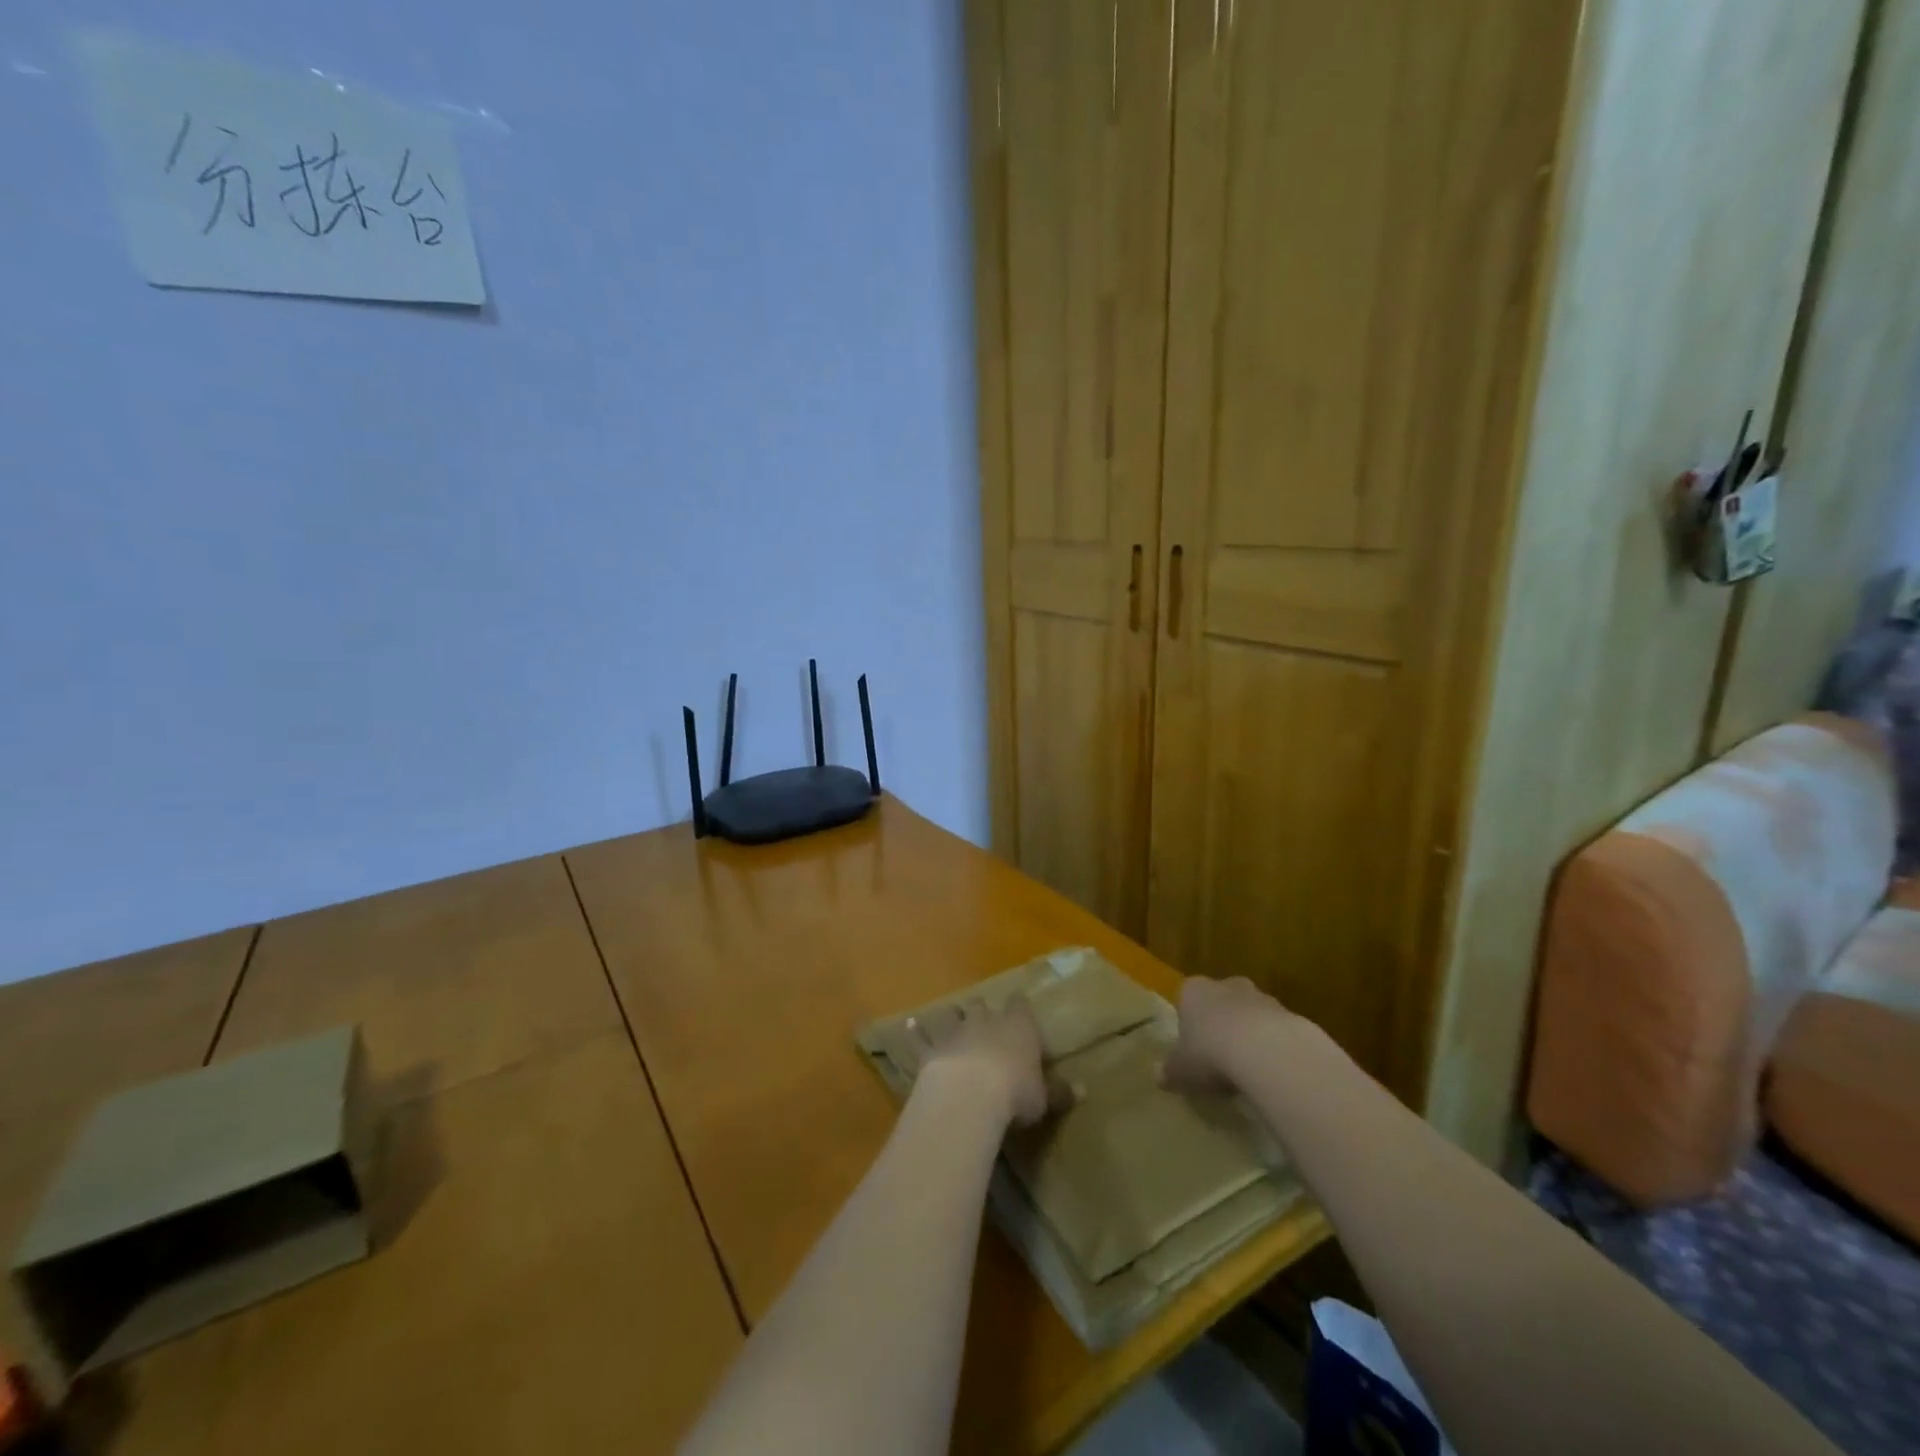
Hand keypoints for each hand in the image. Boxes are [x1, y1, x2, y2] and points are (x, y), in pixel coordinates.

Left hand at [905, 996, 1053, 1127]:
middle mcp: (986, 1020)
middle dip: (984, 1011)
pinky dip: (916, 1032)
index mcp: (1018, 1026)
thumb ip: (1059, 1092)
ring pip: (952, 1014)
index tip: (1020, 1012)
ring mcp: (955, 1031)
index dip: (1020, 1008)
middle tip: (986, 1019)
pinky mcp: (931, 1048)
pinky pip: (921, 1036)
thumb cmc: (1015, 1093)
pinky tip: (910, 1025)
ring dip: (953, 1016)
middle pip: (983, 1005)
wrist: (969, 1094)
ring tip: (953, 1018)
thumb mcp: (1044, 1098)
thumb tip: (1081, 1089)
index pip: (1020, 1006)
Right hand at [1160, 976, 1293, 1094]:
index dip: (1189, 1024)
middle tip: (1220, 1057)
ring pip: (1250, 1014)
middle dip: (1221, 1024)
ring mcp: (1260, 997)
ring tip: (1248, 1070)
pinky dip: (1274, 1047)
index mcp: (1193, 990)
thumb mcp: (1181, 1070)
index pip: (1186, 1000)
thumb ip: (1169, 1071)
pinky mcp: (1289, 1014)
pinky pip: (1276, 1031)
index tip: (1192, 1048)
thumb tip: (1157, 1076)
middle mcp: (1225, 985)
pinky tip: (1272, 1072)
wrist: (1265, 1050)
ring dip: (1250, 1035)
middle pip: (1220, 1002)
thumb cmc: (1210, 1052)